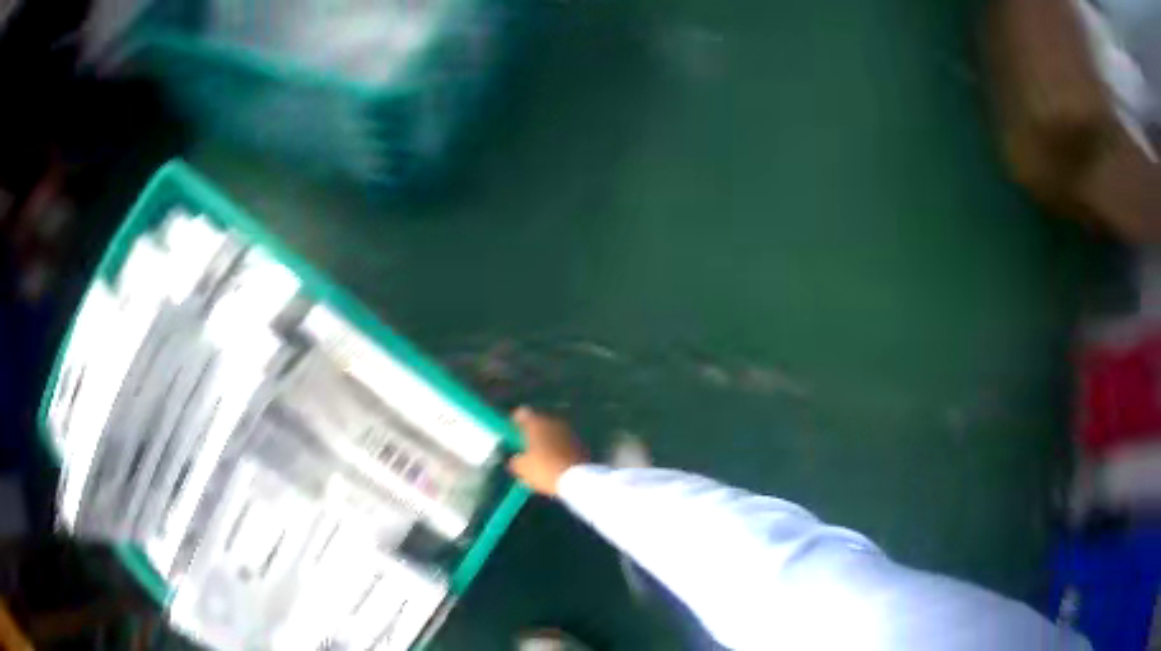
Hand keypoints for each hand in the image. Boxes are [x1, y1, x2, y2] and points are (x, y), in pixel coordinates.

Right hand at [507, 406, 588, 495]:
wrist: (579, 479)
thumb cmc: (545, 470)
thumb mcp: (522, 469)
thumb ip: (516, 460)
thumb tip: (516, 459)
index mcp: (536, 423)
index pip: (522, 414)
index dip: (516, 423)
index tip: (512, 435)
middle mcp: (553, 421)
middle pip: (539, 422)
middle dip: (533, 433)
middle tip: (526, 449)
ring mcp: (569, 431)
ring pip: (553, 432)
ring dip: (547, 441)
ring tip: (541, 458)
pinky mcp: (581, 443)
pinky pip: (564, 442)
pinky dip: (559, 449)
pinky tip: (556, 463)